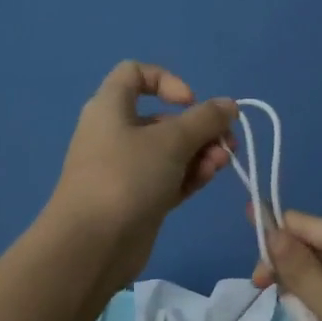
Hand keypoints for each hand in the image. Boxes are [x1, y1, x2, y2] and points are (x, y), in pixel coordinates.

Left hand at [47, 62, 238, 288]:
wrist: (92, 246)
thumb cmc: (127, 177)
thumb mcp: (171, 141)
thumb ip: (205, 120)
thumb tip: (229, 104)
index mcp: (110, 108)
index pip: (134, 74)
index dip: (166, 80)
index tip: (189, 103)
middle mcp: (115, 133)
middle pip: (162, 118)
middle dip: (198, 127)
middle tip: (226, 142)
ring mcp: (125, 169)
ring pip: (169, 151)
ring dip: (200, 152)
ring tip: (221, 164)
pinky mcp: (137, 199)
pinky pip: (168, 178)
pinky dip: (189, 174)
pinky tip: (209, 177)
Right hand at [254, 211, 321, 320]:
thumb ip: (301, 271)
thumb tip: (270, 230)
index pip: (310, 225)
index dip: (275, 232)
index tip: (245, 255)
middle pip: (320, 243)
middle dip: (287, 260)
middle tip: (260, 289)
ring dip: (303, 281)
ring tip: (280, 301)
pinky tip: (308, 313)